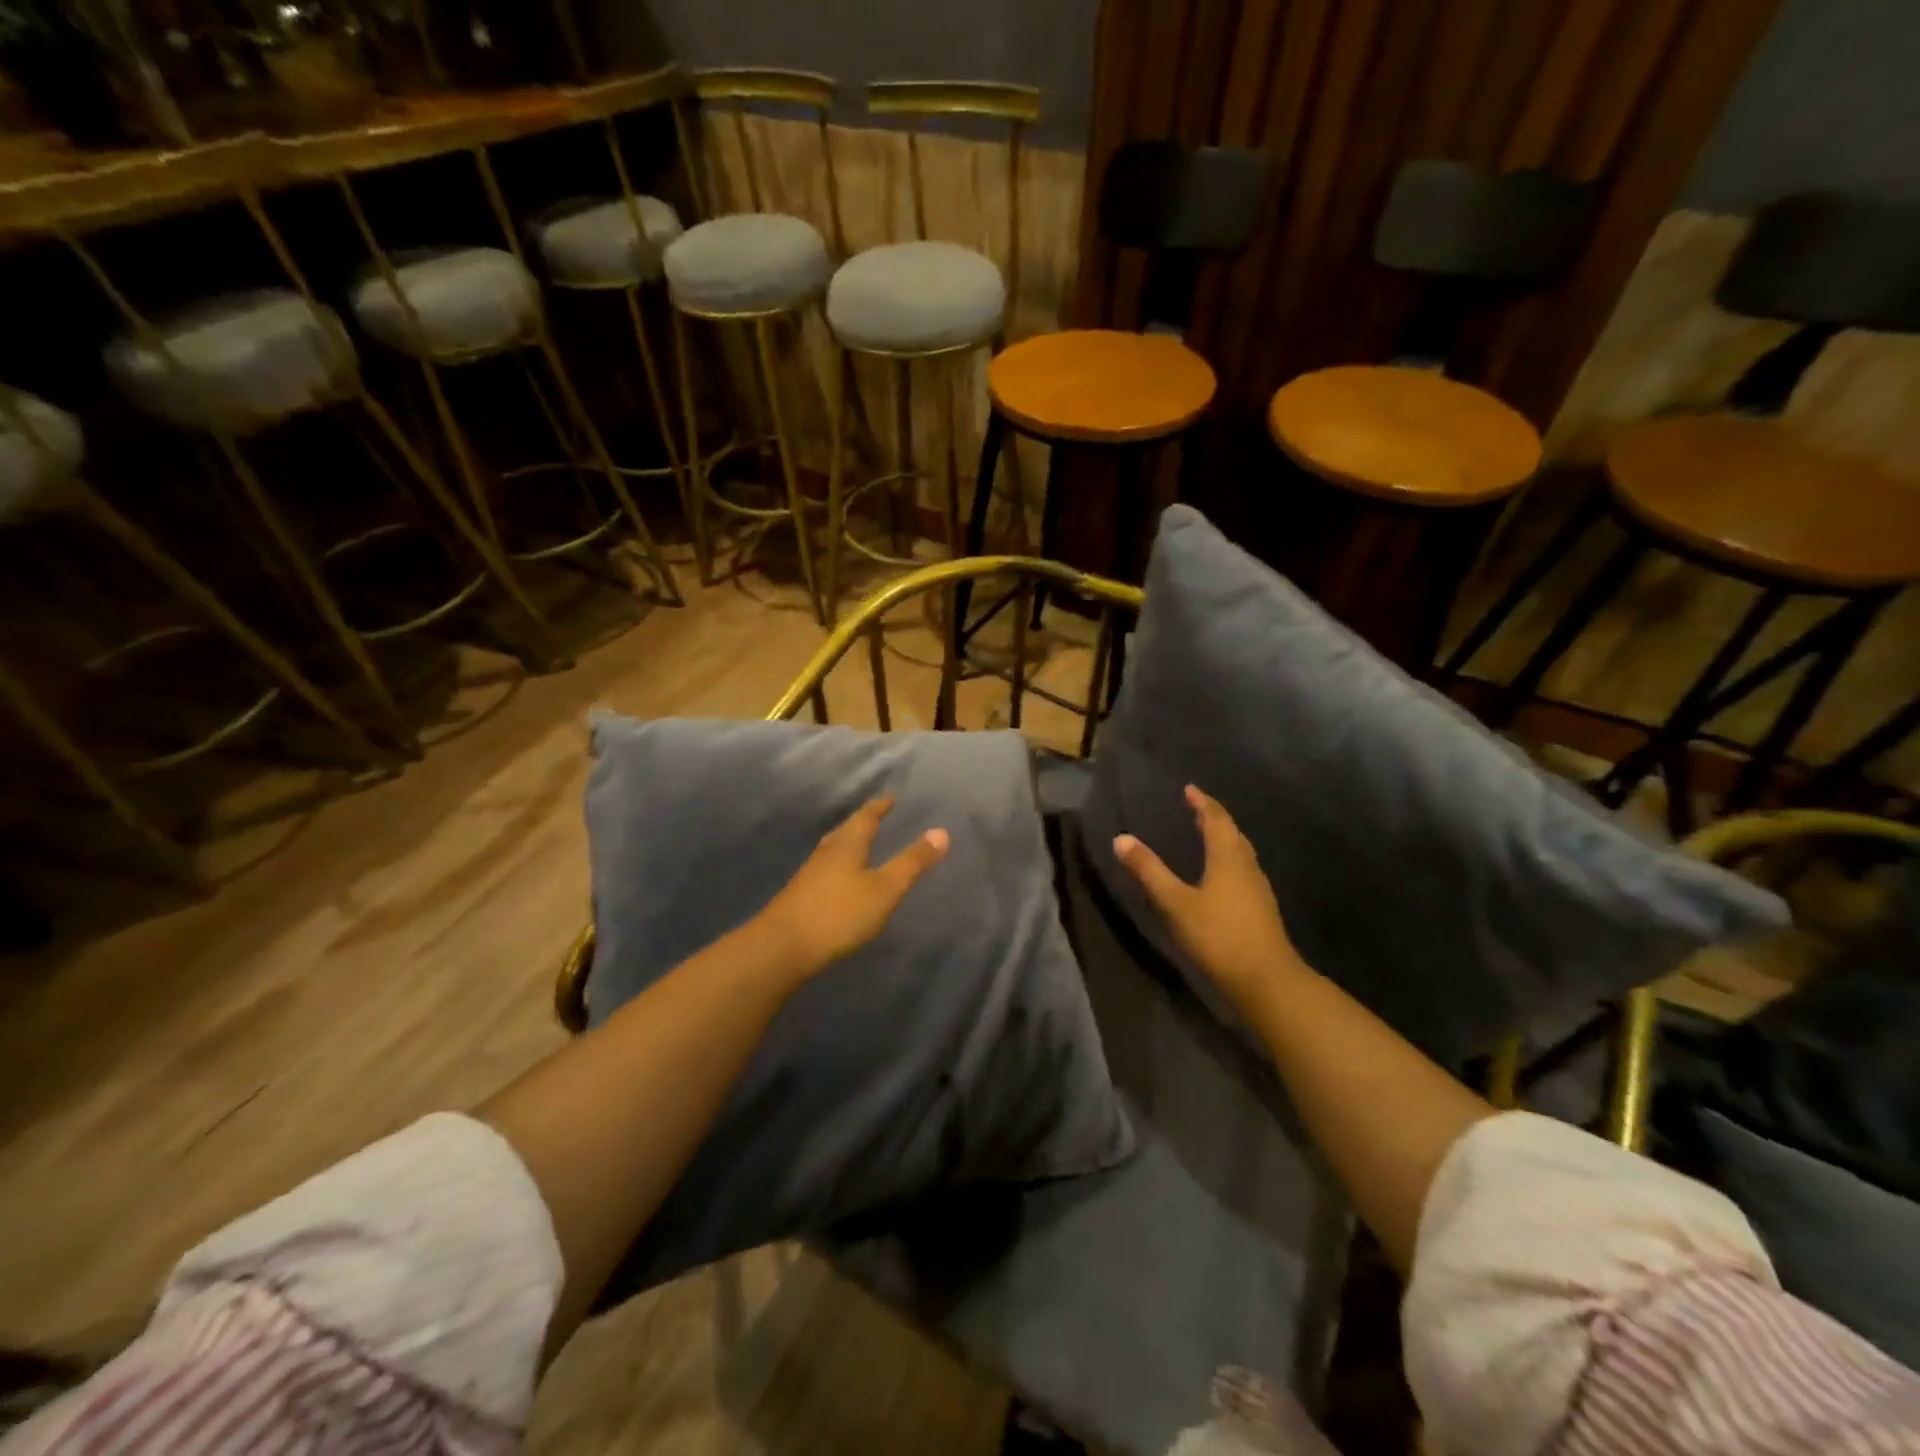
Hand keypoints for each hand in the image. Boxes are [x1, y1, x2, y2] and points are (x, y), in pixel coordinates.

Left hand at [757, 796, 949, 979]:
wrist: (782, 947)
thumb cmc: (839, 913)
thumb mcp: (885, 889)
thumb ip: (912, 862)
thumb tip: (942, 831)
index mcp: (847, 844)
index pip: (866, 817)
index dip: (879, 807)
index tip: (890, 798)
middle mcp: (826, 853)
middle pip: (846, 830)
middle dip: (862, 822)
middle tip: (876, 816)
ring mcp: (810, 875)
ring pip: (833, 850)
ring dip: (848, 843)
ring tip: (860, 845)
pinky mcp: (800, 896)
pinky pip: (824, 870)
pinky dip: (838, 866)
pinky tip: (840, 881)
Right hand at [1113, 785, 1303, 1007]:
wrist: (1266, 980)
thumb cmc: (1218, 936)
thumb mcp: (1175, 903)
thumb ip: (1149, 871)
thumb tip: (1121, 838)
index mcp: (1228, 858)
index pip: (1216, 819)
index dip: (1203, 803)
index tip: (1190, 789)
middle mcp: (1247, 866)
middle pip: (1232, 833)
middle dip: (1214, 818)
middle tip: (1196, 808)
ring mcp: (1258, 888)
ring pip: (1241, 852)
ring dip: (1224, 838)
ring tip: (1206, 835)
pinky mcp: (1261, 908)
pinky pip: (1243, 869)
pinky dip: (1229, 859)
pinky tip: (1220, 874)